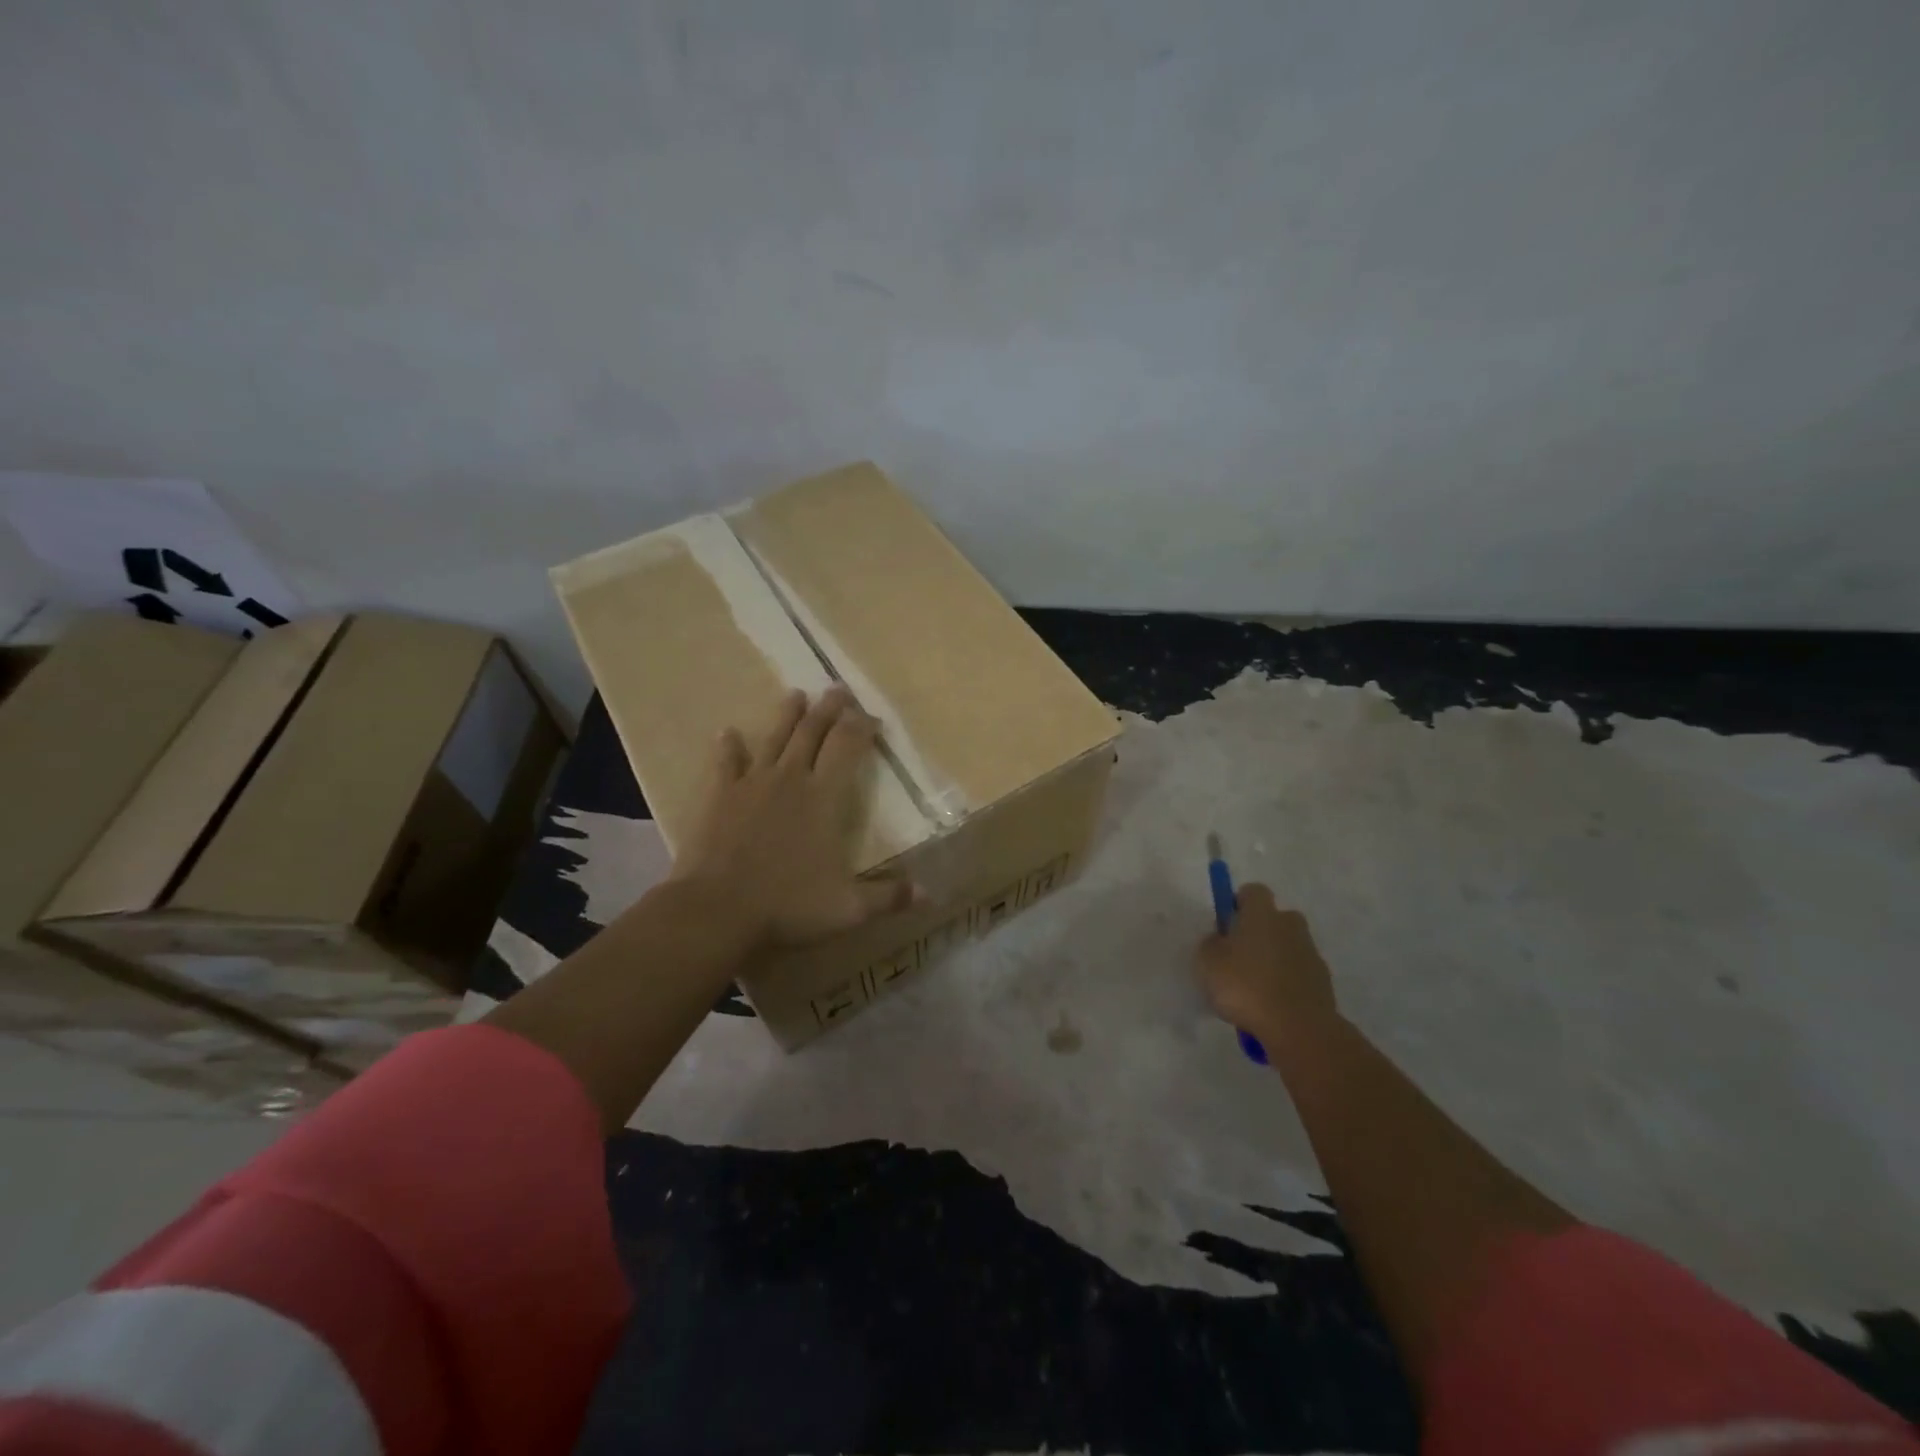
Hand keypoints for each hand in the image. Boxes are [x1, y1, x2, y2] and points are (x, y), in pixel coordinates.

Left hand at [671, 686, 913, 948]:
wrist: (717, 910)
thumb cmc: (788, 905)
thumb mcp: (848, 907)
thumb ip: (888, 896)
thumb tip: (929, 893)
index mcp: (825, 797)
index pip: (848, 748)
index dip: (862, 728)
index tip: (872, 717)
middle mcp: (791, 779)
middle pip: (813, 733)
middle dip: (829, 709)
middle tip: (838, 689)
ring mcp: (752, 784)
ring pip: (774, 738)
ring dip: (787, 715)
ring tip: (796, 695)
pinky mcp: (720, 796)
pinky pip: (726, 763)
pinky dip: (728, 747)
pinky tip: (727, 732)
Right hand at [1197, 883, 1340, 1048]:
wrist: (1299, 1028)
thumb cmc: (1246, 986)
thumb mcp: (1208, 963)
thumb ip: (1211, 945)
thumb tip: (1220, 940)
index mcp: (1262, 913)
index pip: (1252, 891)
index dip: (1237, 904)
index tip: (1225, 925)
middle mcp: (1290, 925)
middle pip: (1273, 919)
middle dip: (1257, 933)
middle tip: (1237, 958)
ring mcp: (1311, 953)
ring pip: (1286, 947)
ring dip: (1272, 960)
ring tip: (1253, 990)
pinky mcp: (1323, 982)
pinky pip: (1298, 974)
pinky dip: (1286, 984)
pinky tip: (1271, 1006)